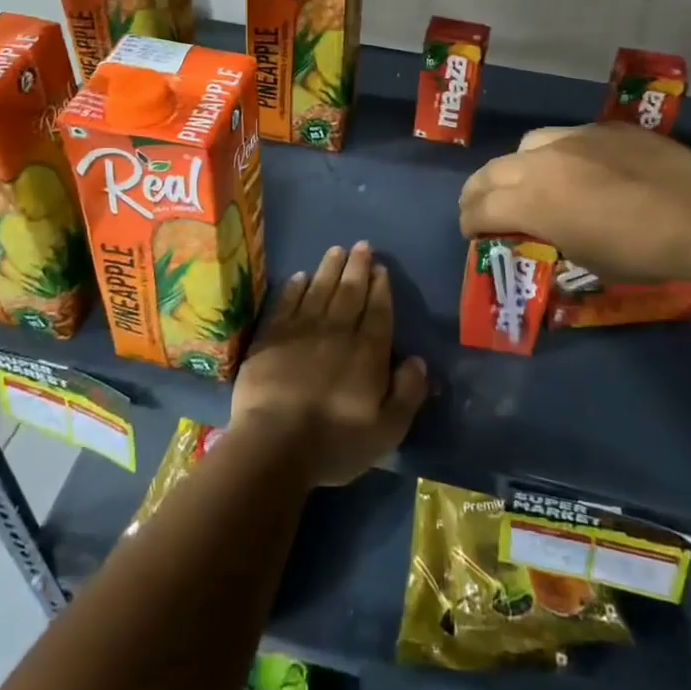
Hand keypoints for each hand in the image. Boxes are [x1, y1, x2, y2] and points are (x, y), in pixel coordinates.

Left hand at [230, 242, 427, 487]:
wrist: (274, 444)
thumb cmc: (335, 442)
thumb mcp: (388, 430)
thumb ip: (408, 392)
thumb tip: (419, 361)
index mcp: (367, 352)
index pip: (378, 311)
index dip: (381, 288)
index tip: (381, 268)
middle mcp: (337, 332)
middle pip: (350, 292)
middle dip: (358, 267)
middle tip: (362, 245)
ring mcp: (301, 331)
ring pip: (319, 290)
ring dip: (329, 268)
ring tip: (336, 250)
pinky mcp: (271, 337)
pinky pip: (286, 303)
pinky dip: (295, 288)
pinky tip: (301, 277)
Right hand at [459, 123, 690, 282]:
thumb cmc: (641, 252)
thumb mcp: (583, 258)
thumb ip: (548, 236)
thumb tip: (538, 231)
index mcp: (531, 200)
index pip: (480, 207)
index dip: (469, 222)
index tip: (471, 233)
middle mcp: (542, 161)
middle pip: (492, 171)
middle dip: (478, 192)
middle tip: (479, 207)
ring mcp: (575, 137)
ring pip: (527, 145)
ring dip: (516, 167)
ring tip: (527, 182)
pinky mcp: (605, 127)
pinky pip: (567, 136)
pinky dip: (557, 154)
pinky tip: (578, 168)